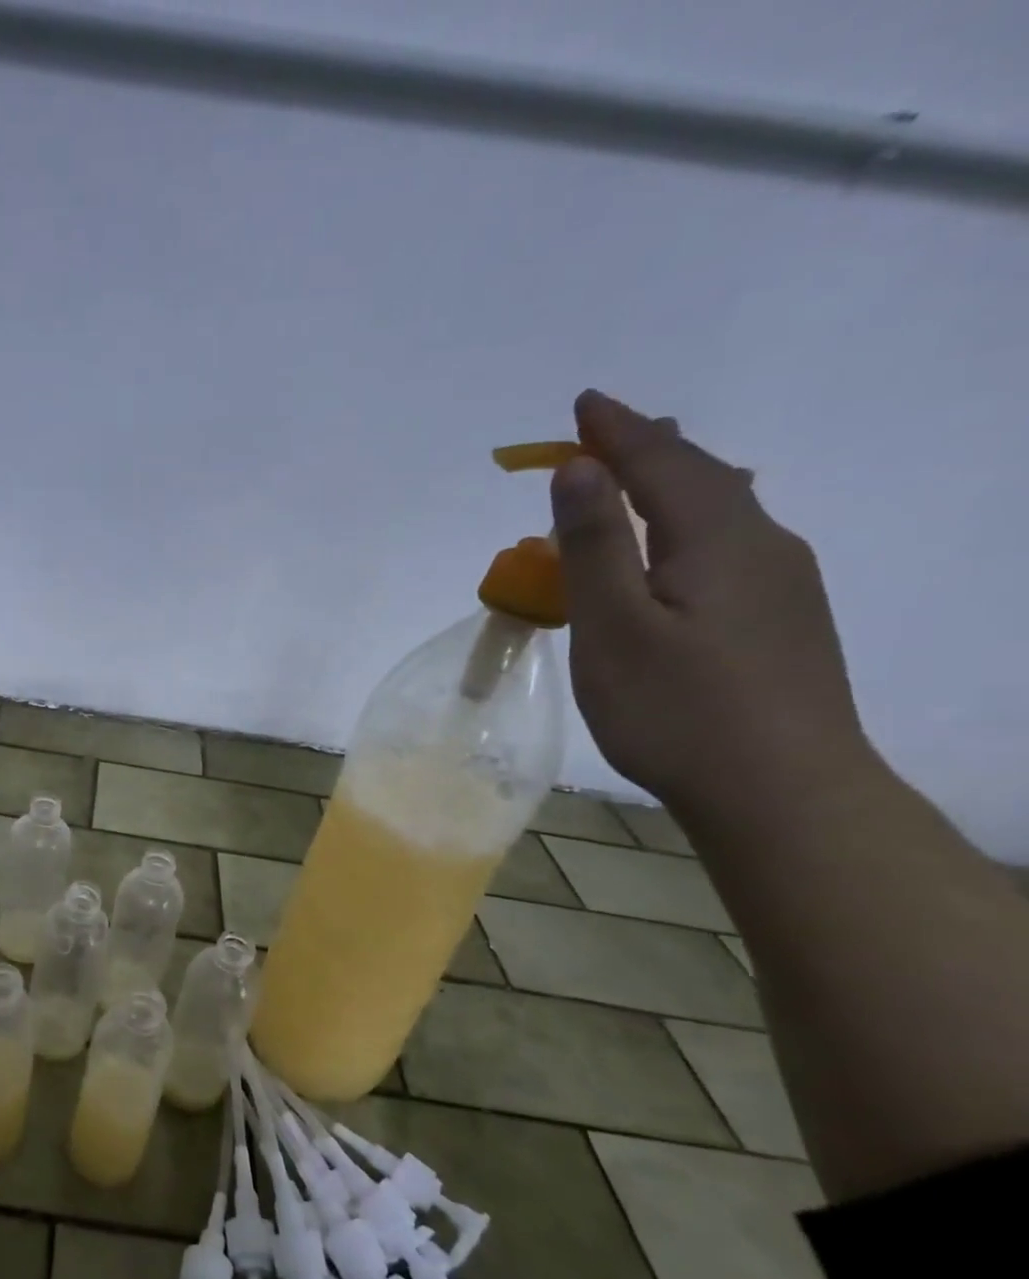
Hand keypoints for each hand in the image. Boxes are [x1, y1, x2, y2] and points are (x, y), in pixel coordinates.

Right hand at [549, 391, 867, 815]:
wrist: (783, 792)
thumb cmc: (677, 708)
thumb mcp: (614, 626)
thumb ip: (595, 545)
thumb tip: (578, 470)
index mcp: (719, 538)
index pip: (662, 463)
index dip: (618, 432)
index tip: (584, 402)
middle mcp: (763, 546)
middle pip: (704, 476)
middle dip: (650, 448)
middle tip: (609, 431)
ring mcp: (783, 585)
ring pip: (725, 509)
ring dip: (675, 483)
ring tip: (644, 472)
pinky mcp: (783, 621)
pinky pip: (731, 544)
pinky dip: (690, 523)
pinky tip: (684, 543)